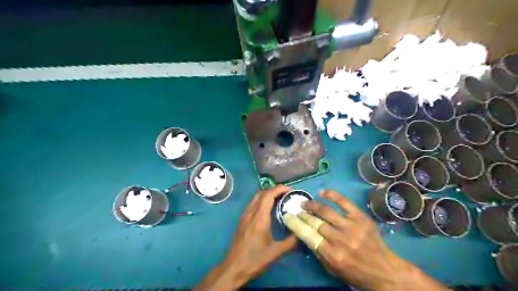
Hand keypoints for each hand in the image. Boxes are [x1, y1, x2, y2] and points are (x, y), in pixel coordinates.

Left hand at [195, 185, 297, 289]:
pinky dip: (263, 200)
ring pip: (257, 197)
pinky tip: (270, 209)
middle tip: (288, 195)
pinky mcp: (243, 219)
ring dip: (268, 194)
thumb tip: (302, 233)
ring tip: (281, 200)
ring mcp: (245, 215)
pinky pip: (253, 203)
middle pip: (262, 193)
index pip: (269, 194)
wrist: (233, 267)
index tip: (291, 190)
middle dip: (275, 190)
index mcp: (259, 217)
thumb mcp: (275, 252)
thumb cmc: (255, 259)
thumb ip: (291, 242)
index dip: (280, 189)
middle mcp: (251, 212)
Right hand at [282, 190, 448, 290]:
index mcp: (332, 255)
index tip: (288, 216)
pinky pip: (344, 202)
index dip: (295, 224)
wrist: (385, 271)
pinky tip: (323, 192)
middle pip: (315, 222)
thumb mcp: (333, 269)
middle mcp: (340, 239)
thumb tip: (305, 233)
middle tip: (296, 209)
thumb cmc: (356, 273)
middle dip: (302, 214)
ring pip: (326, 211)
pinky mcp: (361, 217)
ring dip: (312, 204)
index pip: (307, 235)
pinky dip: (332, 195)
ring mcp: (351, 226)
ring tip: (305, 202)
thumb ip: (318, 251)